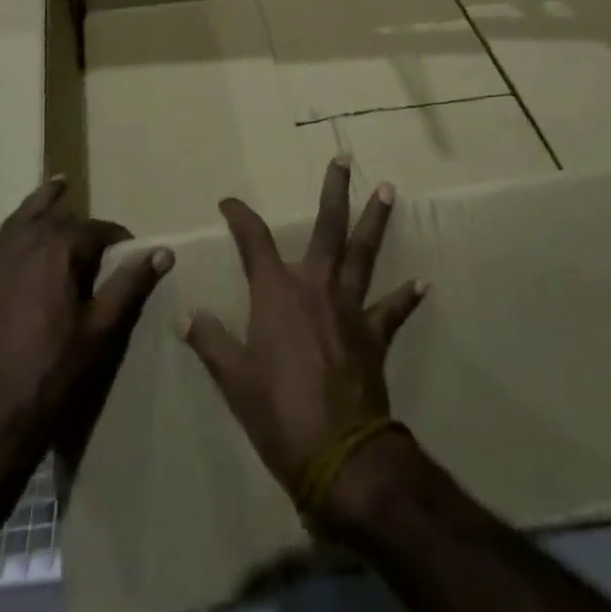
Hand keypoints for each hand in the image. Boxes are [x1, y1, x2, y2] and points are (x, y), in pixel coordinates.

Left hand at [0, 177, 170, 475]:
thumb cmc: (57, 371)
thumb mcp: (102, 328)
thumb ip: (130, 284)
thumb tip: (163, 251)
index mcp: (57, 254)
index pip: (93, 231)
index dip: (115, 237)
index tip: (131, 250)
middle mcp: (22, 248)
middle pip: (55, 221)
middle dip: (79, 221)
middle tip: (98, 229)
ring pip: (17, 223)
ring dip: (37, 202)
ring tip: (55, 184)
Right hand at [182, 158, 426, 527]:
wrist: (338, 453)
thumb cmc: (277, 413)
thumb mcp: (233, 379)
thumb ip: (211, 341)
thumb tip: (186, 317)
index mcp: (277, 292)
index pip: (254, 240)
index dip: (240, 217)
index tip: (229, 202)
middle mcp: (315, 286)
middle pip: (327, 228)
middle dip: (335, 191)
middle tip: (344, 159)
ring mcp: (349, 308)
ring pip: (364, 253)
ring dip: (375, 220)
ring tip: (388, 190)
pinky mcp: (374, 334)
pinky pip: (393, 310)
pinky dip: (408, 296)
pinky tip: (424, 282)